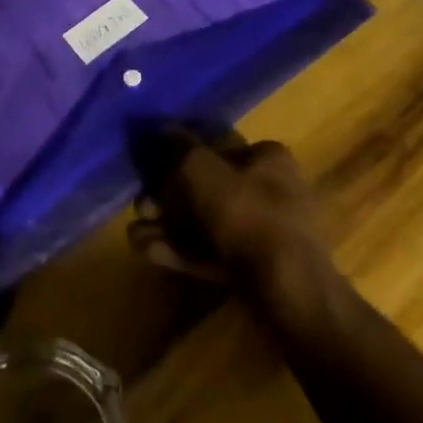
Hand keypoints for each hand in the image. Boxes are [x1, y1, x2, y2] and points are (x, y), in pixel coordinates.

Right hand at [128, 127, 331, 300]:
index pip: (218, 147)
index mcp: (267, 159)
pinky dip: (181, 251)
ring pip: (205, 223)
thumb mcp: (201, 169)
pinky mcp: (255, 270)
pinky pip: (212, 252)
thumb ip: (179, 148)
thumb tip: (164, 130)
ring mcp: (263, 233)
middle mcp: (269, 190)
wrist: (287, 292)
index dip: (182, 155)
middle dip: (168, 198)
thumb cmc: (246, 214)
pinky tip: (147, 251)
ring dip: (168, 226)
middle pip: (207, 188)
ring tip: (135, 232)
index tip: (153, 168)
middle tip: (141, 205)